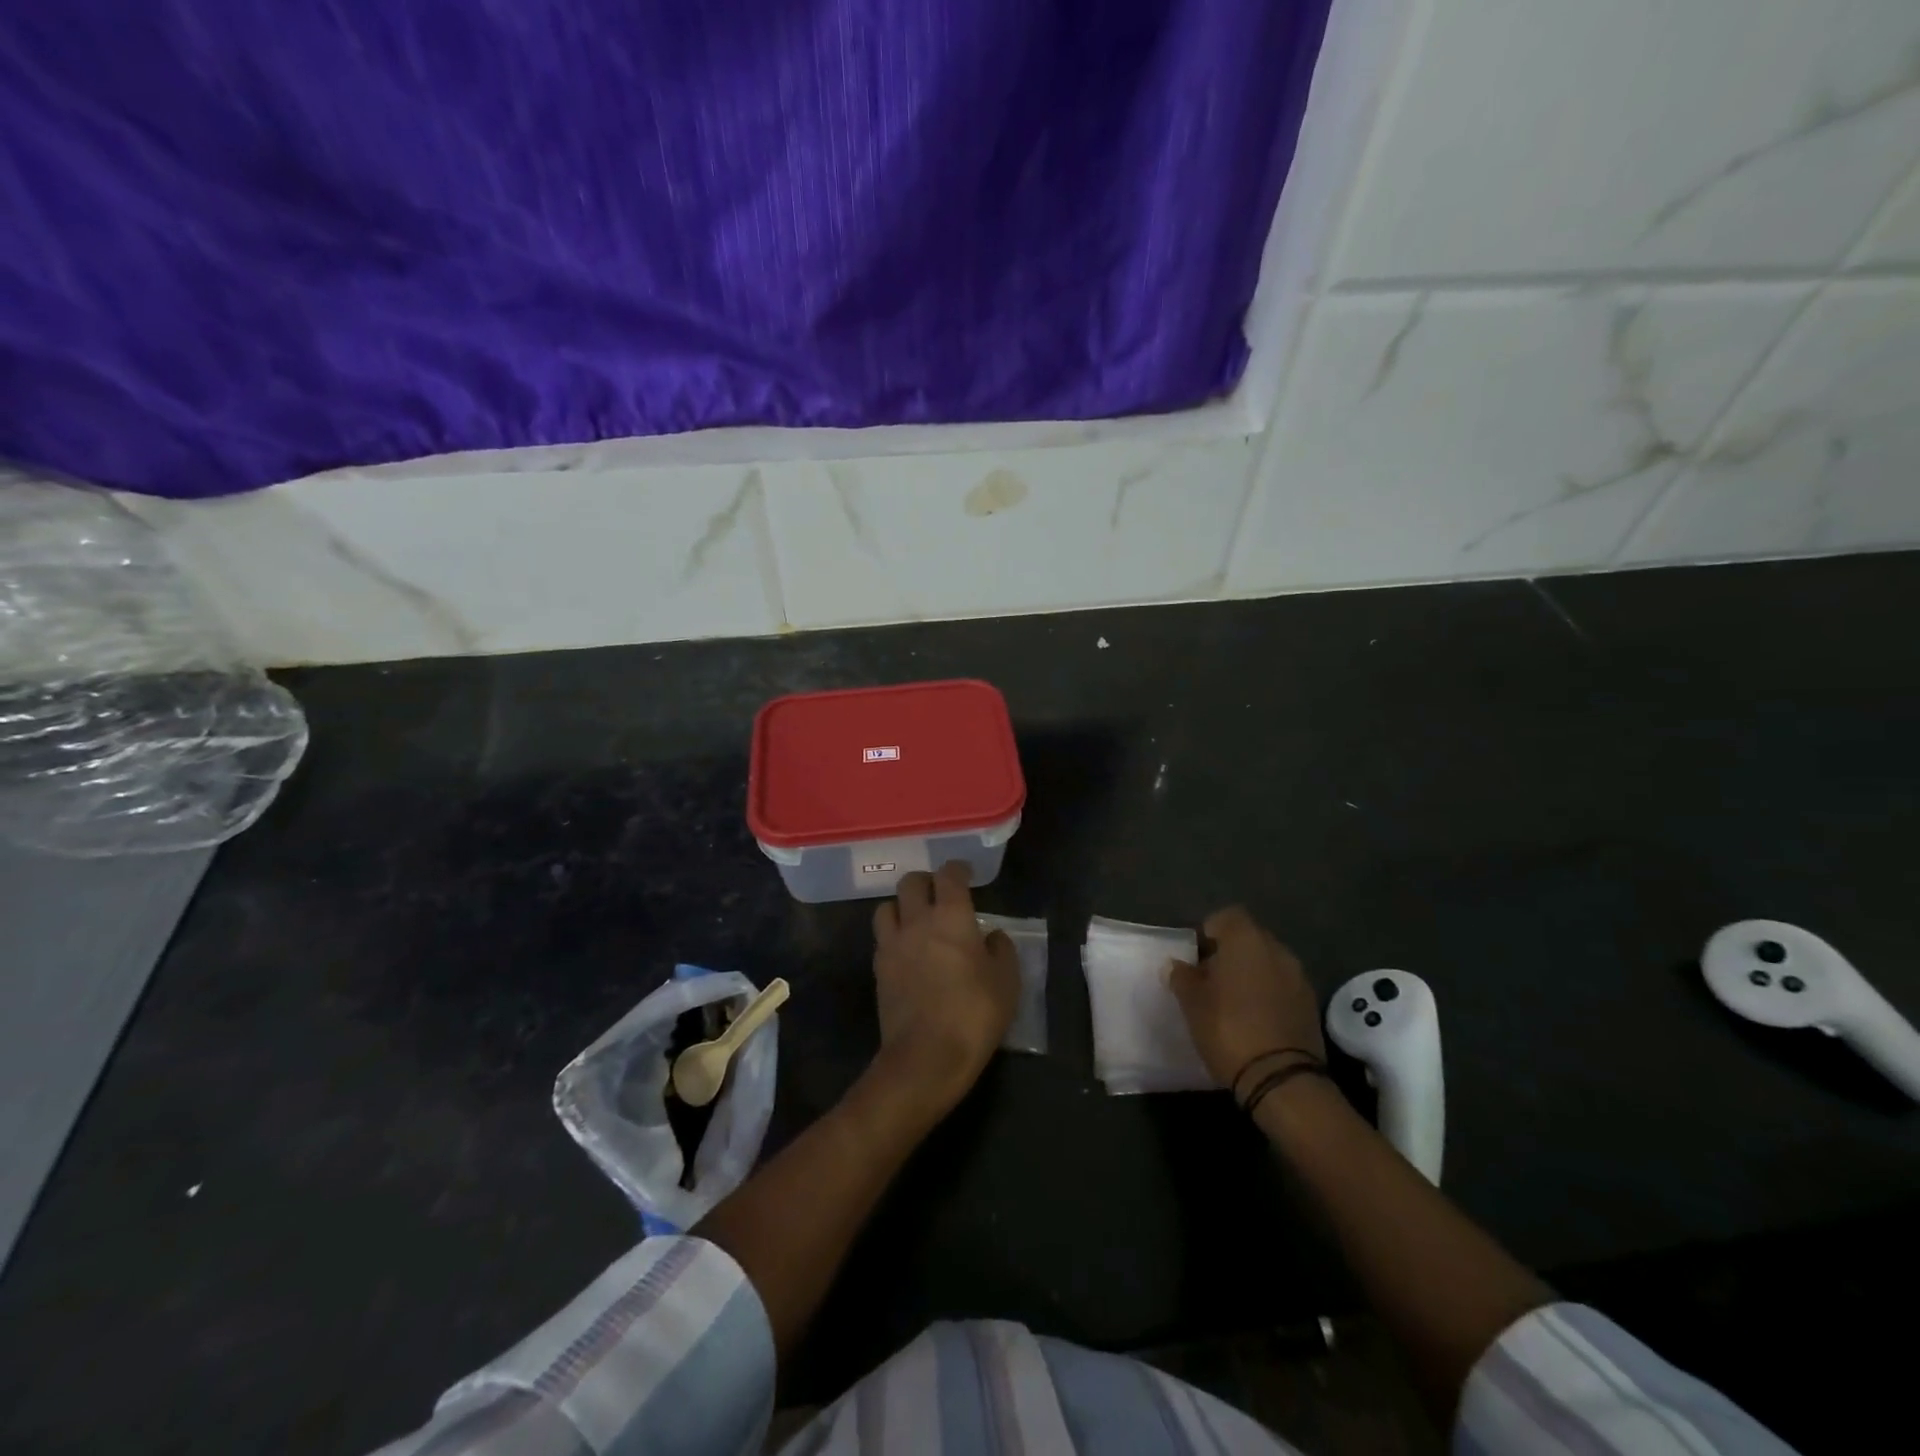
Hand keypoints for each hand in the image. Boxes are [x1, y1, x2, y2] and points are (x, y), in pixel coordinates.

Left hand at [870, 863, 1020, 1112]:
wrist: (926, 1056)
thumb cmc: (974, 1013)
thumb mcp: (1007, 982)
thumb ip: (1001, 950)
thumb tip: (992, 935)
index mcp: (951, 916)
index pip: (949, 875)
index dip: (957, 869)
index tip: (965, 874)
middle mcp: (917, 921)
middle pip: (911, 882)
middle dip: (925, 882)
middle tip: (939, 893)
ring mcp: (892, 944)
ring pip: (886, 907)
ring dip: (901, 906)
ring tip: (915, 919)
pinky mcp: (878, 970)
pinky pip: (882, 939)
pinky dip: (893, 936)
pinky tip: (906, 951)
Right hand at [1170, 906, 1324, 1093]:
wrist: (1281, 1078)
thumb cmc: (1228, 1029)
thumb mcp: (1192, 1003)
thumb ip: (1182, 977)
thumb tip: (1176, 965)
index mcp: (1246, 940)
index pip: (1228, 916)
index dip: (1210, 931)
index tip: (1197, 955)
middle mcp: (1277, 950)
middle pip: (1249, 938)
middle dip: (1230, 953)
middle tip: (1210, 979)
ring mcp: (1298, 977)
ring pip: (1268, 963)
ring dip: (1251, 974)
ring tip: (1232, 1001)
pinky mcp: (1311, 1005)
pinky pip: (1283, 986)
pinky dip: (1268, 993)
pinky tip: (1255, 1018)